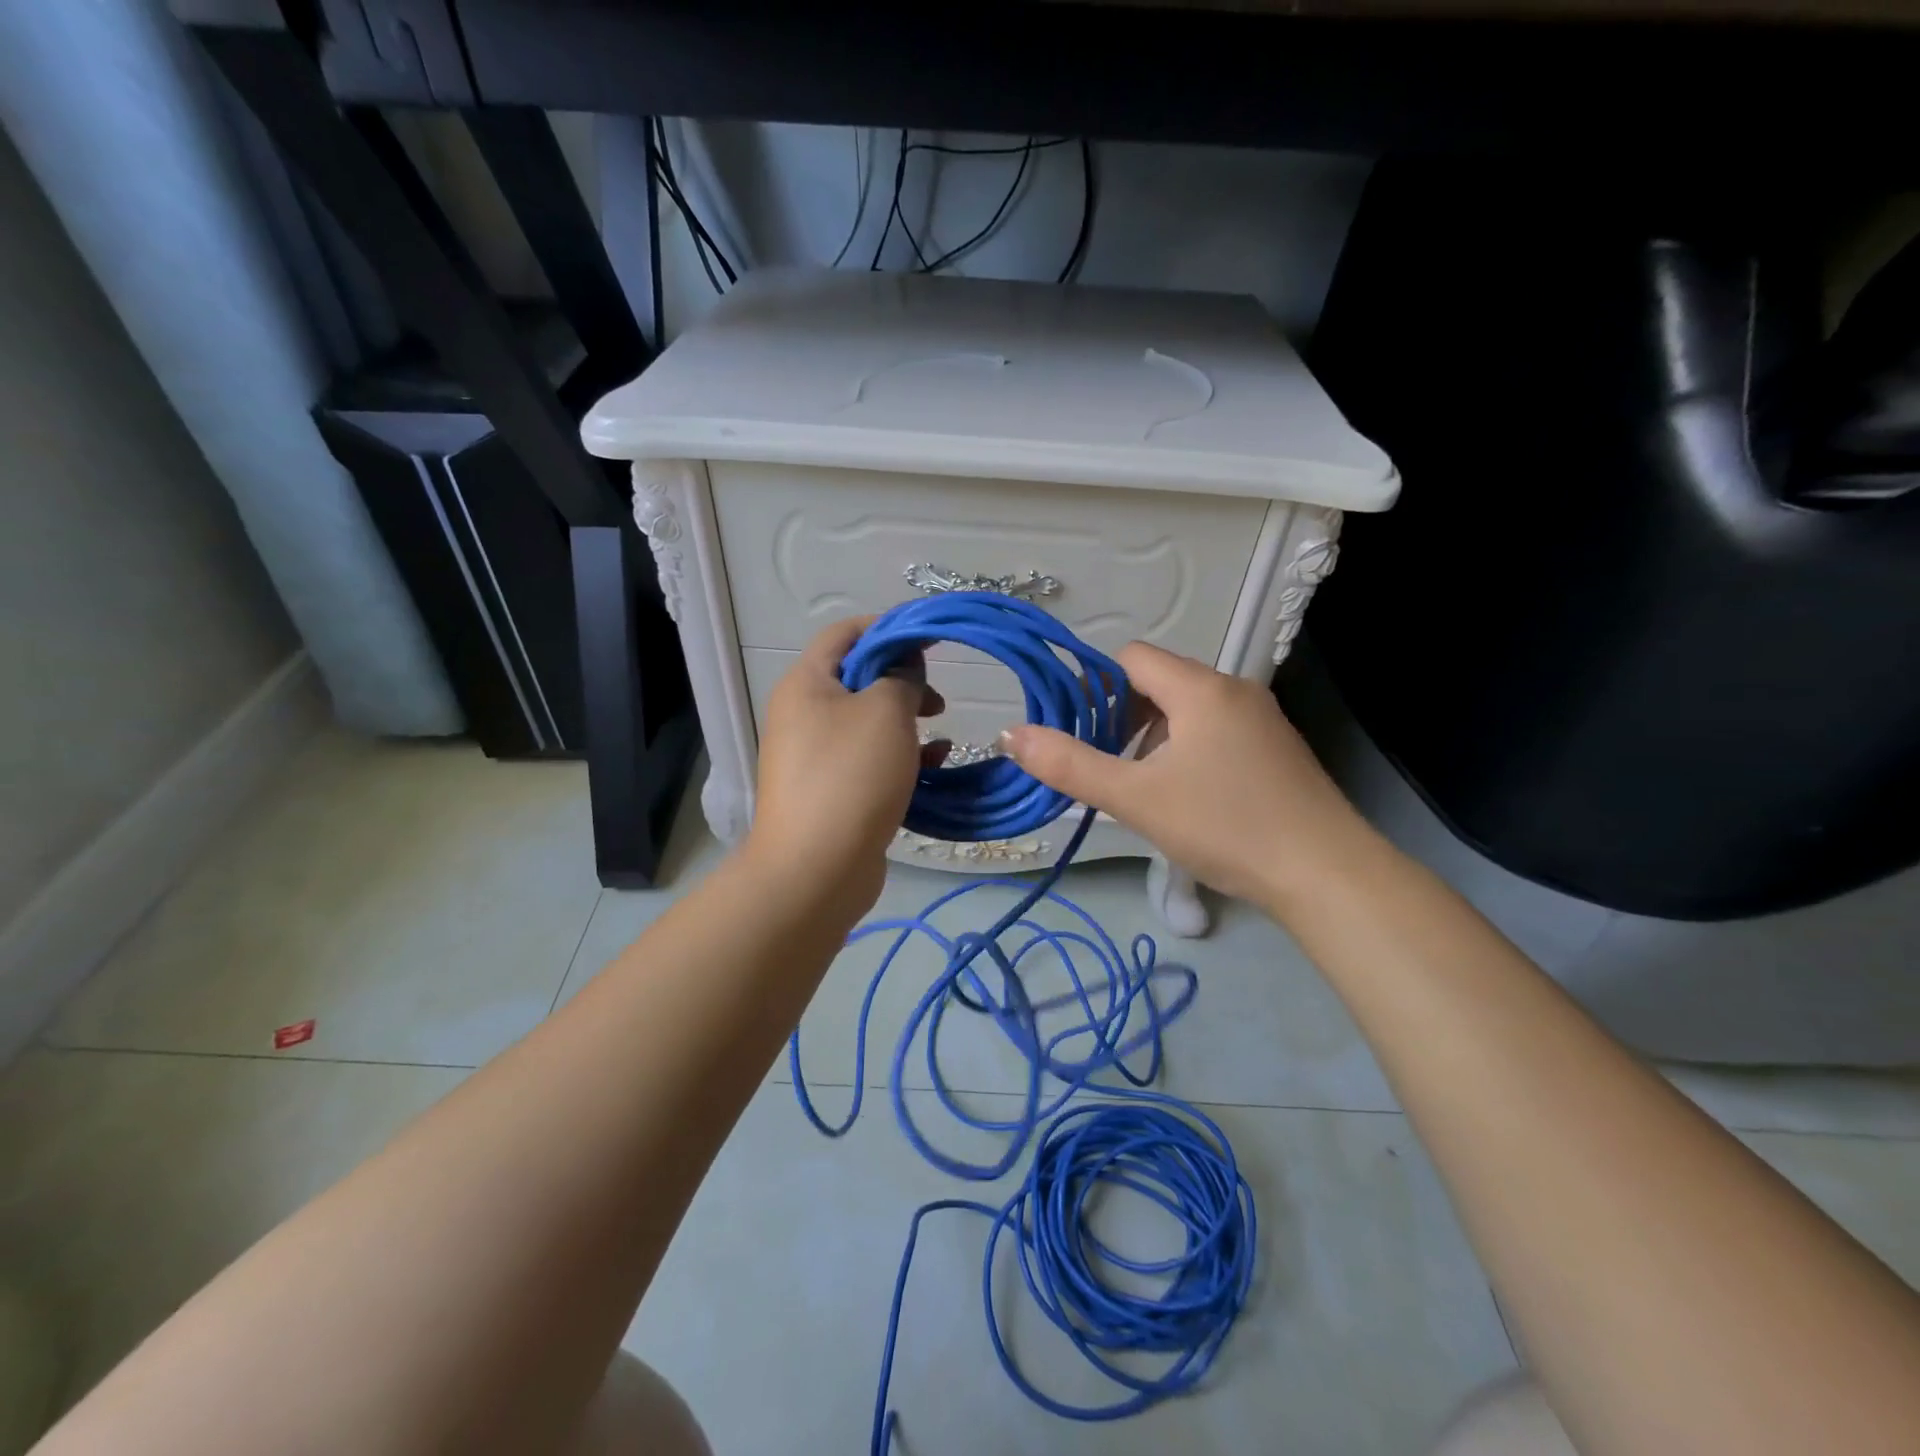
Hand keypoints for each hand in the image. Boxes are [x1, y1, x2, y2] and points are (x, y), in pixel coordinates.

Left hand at [745, 618, 944, 918]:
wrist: (816, 869)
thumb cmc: (851, 775)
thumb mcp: (886, 712)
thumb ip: (902, 677)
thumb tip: (905, 669)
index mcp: (806, 683)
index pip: (846, 633)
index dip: (890, 628)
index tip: (931, 639)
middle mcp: (804, 714)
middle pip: (859, 679)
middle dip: (903, 681)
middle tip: (937, 697)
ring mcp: (815, 756)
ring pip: (869, 723)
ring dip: (907, 722)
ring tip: (939, 735)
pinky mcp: (832, 792)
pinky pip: (870, 760)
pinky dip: (901, 757)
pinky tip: (933, 766)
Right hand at [999, 643, 1377, 909]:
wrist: (1325, 874)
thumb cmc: (1224, 827)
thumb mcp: (1135, 798)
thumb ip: (1069, 765)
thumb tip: (1011, 735)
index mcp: (1200, 689)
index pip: (1131, 657)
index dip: (1095, 687)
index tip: (1079, 731)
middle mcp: (1233, 690)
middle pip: (1159, 682)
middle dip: (1122, 716)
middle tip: (1107, 765)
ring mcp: (1261, 718)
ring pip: (1188, 708)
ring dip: (1154, 736)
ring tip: (1142, 785)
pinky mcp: (1275, 748)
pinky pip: (1215, 729)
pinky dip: (1186, 748)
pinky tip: (1186, 795)